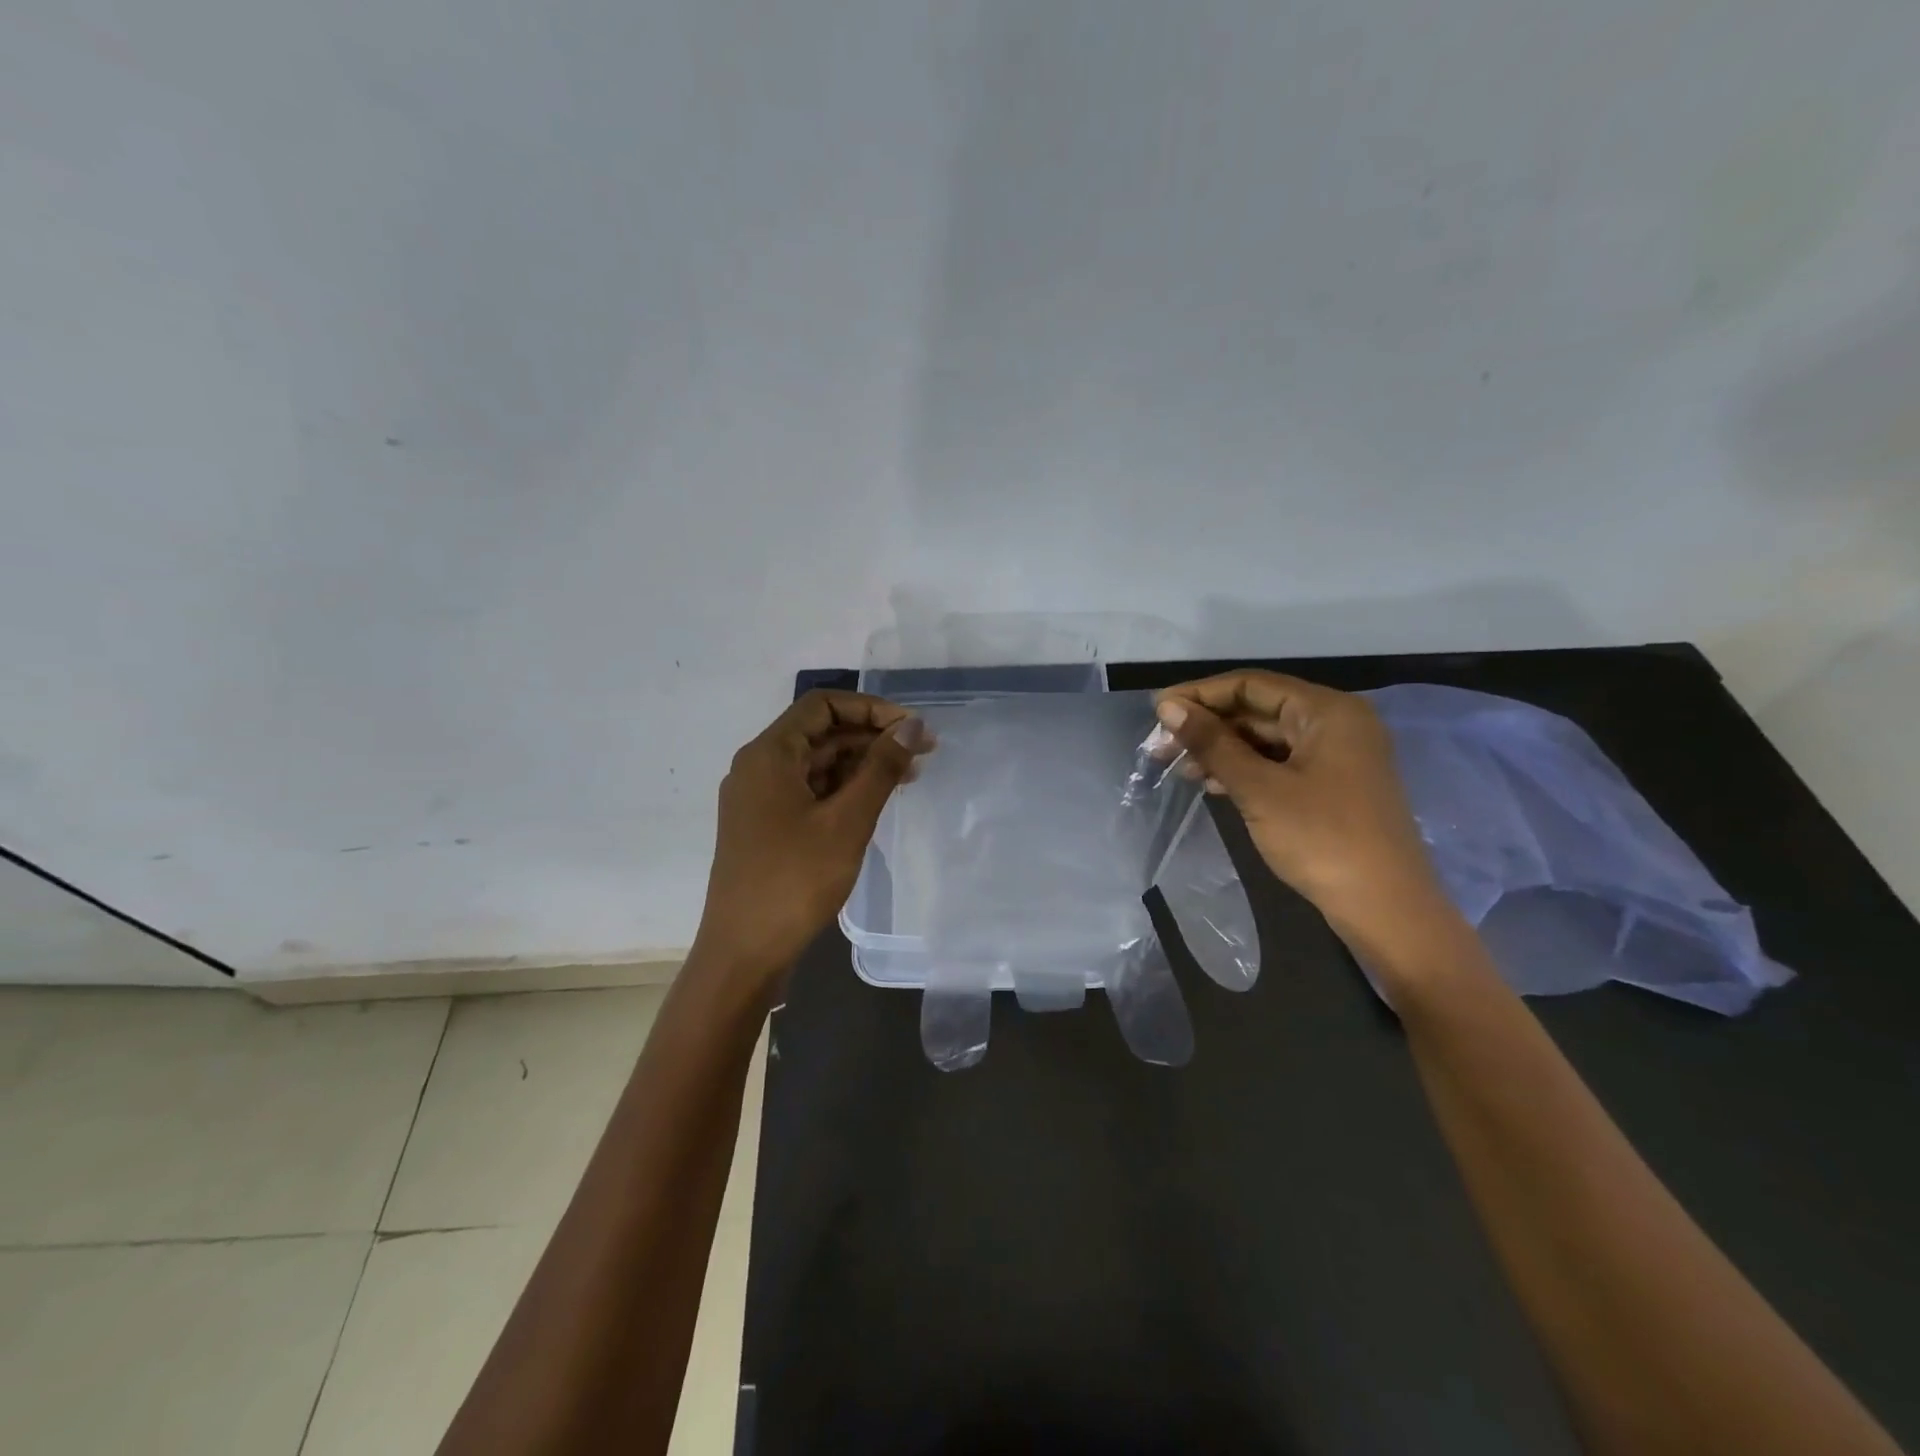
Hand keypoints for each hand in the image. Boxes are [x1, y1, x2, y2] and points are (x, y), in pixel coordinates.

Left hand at [694, 689, 931, 982]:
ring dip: (861, 764)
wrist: (743, 953)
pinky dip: (843, 790)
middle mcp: (759, 767)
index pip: (822, 705)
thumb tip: (912, 726)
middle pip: (820, 733)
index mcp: (769, 755)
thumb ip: (881, 768)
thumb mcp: (847, 821)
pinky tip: (875, 802)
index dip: (870, 708)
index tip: (911, 729)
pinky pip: (809, 791)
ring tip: (909, 777)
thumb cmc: (794, 881)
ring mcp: (760, 799)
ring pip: (816, 764)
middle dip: (871, 736)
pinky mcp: (766, 826)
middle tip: (922, 753)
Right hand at [1154, 671, 1459, 953]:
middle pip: (1259, 709)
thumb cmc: (1322, 839)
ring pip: (1267, 738)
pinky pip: (1280, 762)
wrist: (1385, 908)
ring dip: (1222, 749)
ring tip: (1180, 768)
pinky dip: (1245, 769)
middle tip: (1161, 746)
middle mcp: (1336, 722)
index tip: (1158, 710)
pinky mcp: (1333, 784)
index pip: (1251, 685)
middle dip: (1209, 725)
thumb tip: (1168, 707)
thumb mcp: (1259, 789)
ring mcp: (1338, 755)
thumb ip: (1212, 744)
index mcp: (1327, 711)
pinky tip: (1213, 784)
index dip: (1201, 694)